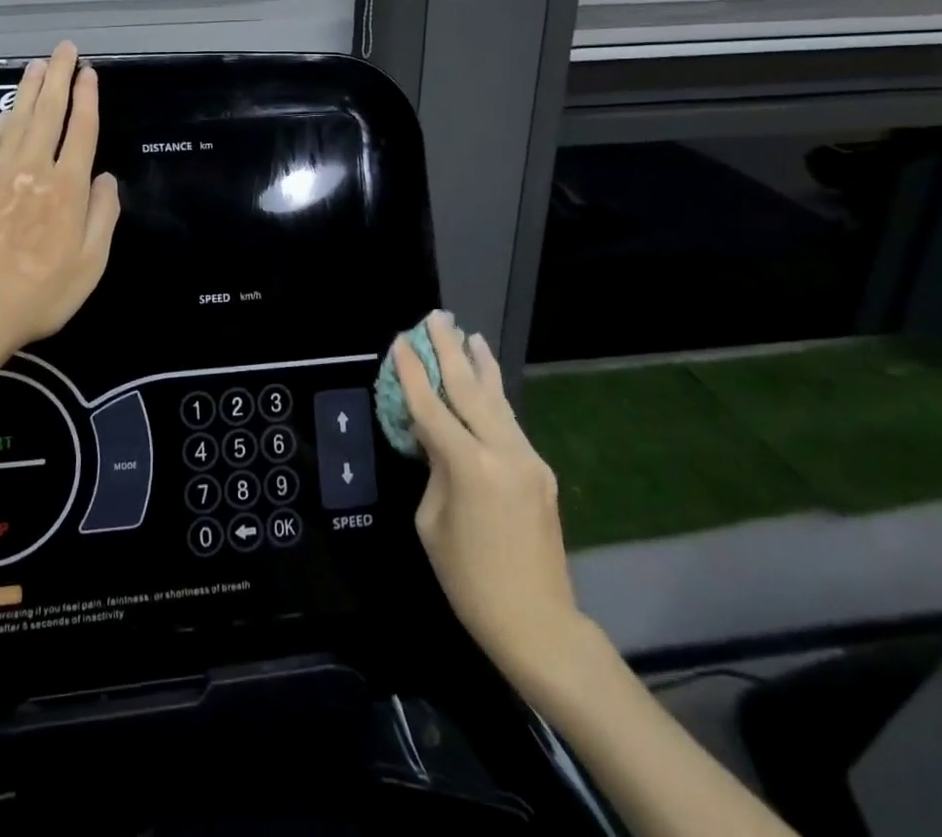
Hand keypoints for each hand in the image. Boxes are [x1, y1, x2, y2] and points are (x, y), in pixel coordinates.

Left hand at [0, 41, 120, 353]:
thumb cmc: (41, 293)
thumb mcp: (91, 264)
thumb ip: (104, 216)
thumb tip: (105, 177)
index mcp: (67, 188)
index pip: (81, 130)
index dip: (87, 98)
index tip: (89, 72)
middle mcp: (34, 170)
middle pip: (49, 113)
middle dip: (58, 77)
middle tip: (64, 49)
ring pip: (18, 119)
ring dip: (29, 89)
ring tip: (38, 65)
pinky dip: (1, 120)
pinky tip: (8, 110)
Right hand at [394, 313, 591, 690]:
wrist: (538, 622)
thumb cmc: (469, 580)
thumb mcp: (432, 522)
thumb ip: (434, 470)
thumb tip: (437, 440)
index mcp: (469, 466)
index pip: (431, 407)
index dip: (412, 372)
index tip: (400, 340)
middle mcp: (502, 452)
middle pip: (469, 388)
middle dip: (449, 350)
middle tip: (437, 318)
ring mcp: (527, 458)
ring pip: (497, 398)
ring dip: (480, 365)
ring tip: (469, 335)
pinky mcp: (541, 470)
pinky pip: (509, 423)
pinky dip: (494, 396)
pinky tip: (487, 382)